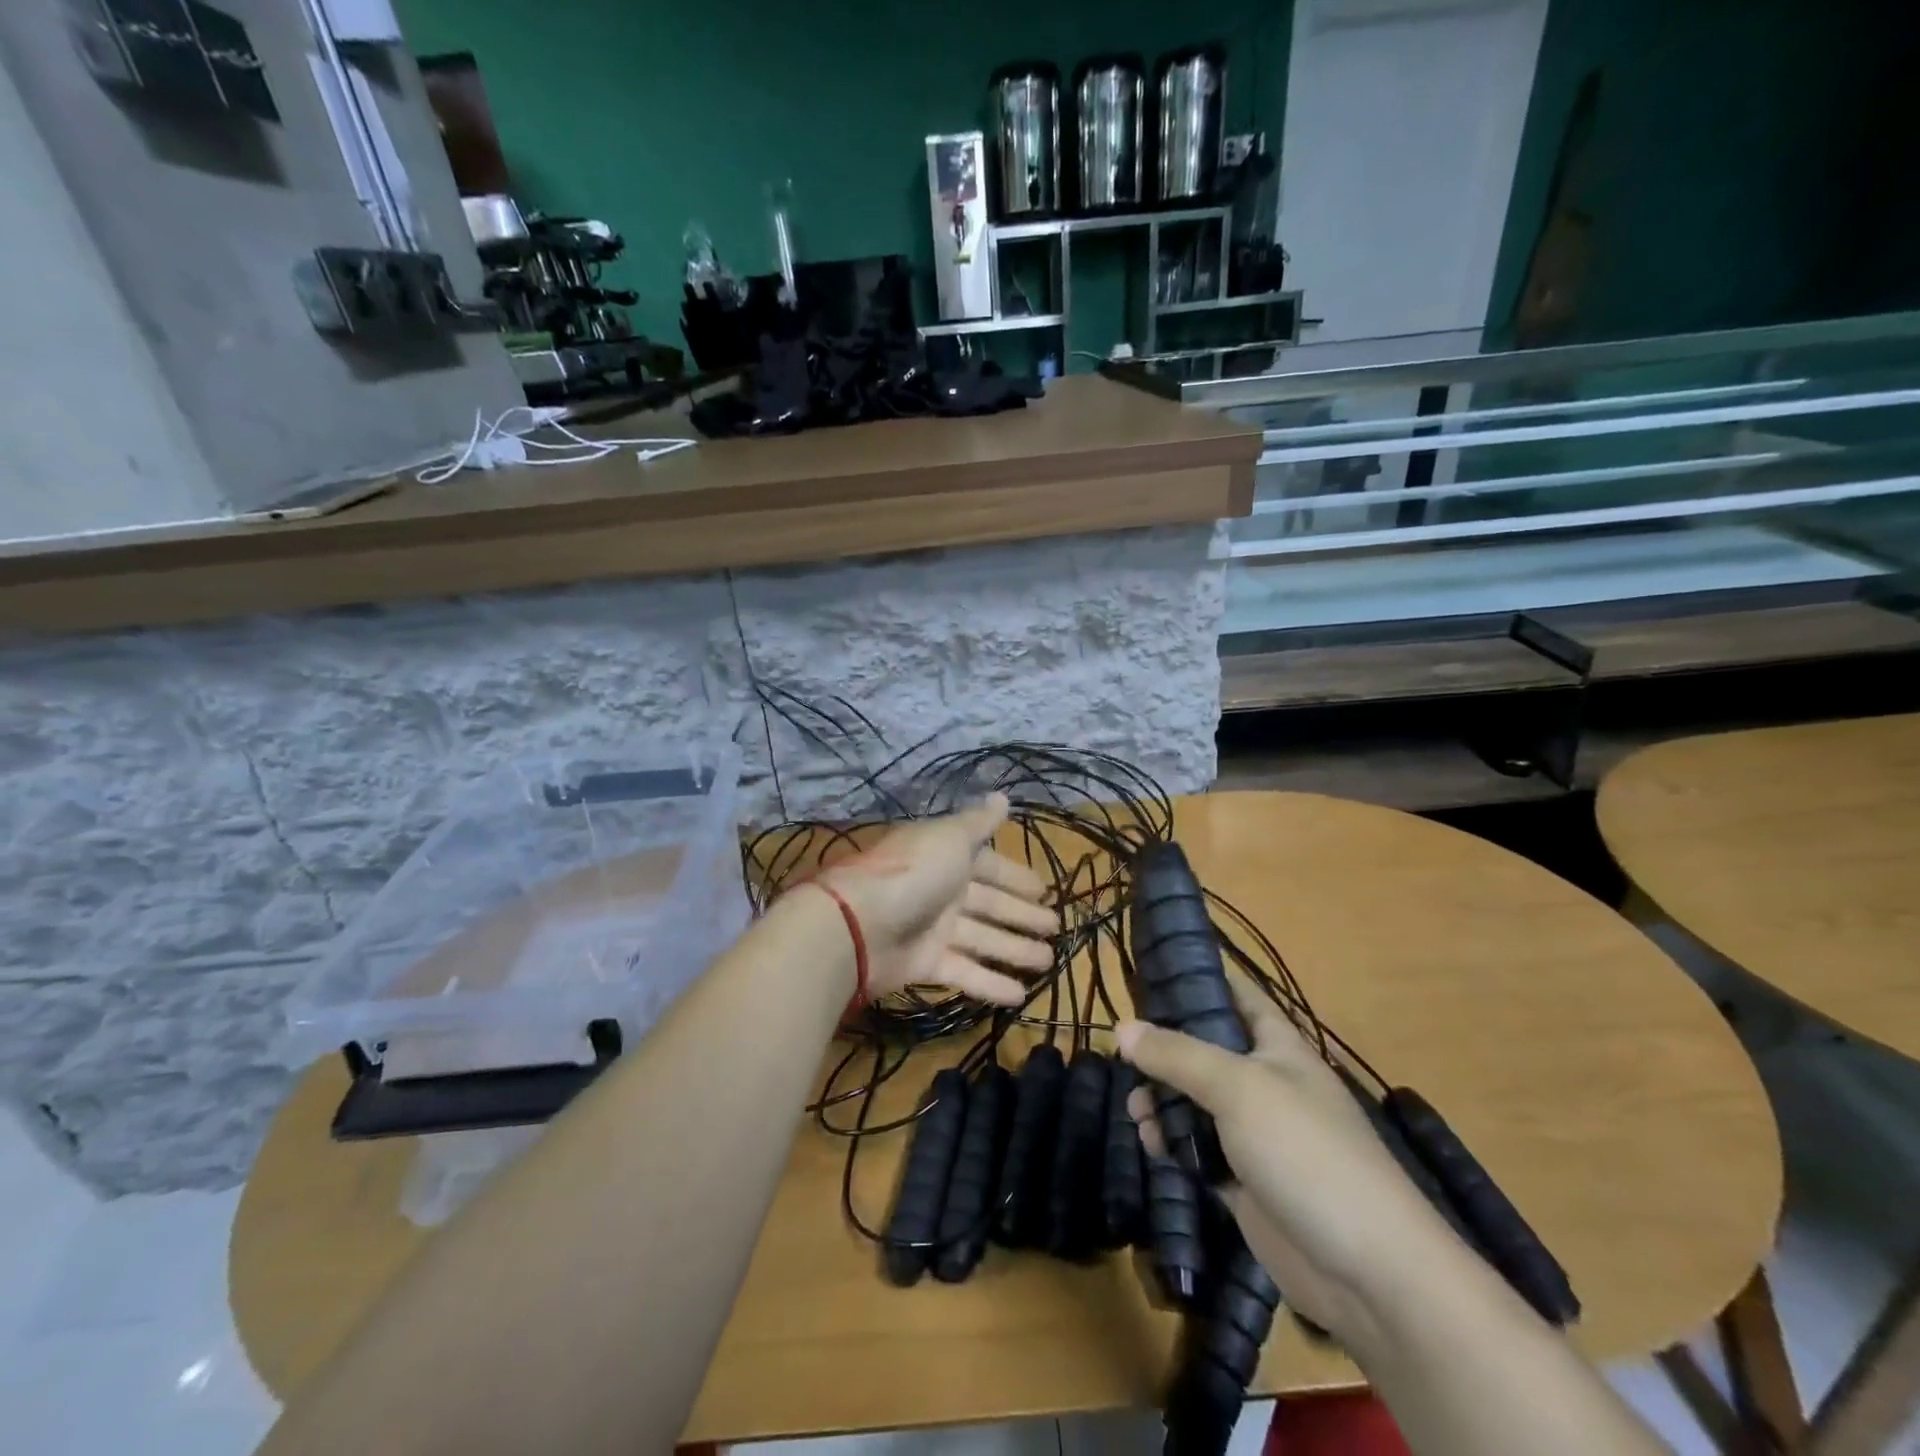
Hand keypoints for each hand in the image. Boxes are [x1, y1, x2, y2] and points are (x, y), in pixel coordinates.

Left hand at [816, 794, 1056, 1004]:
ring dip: (1015, 950)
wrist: (857, 924)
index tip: (1044, 891)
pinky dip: (991, 984)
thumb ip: (979, 821)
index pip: (990, 866)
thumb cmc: (912, 873)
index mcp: (948, 858)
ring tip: (1048, 962)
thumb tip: (1003, 795)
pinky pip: (965, 972)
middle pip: (990, 904)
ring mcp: (933, 929)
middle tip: (1055, 928)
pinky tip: (1021, 996)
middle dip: (1022, 915)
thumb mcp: (950, 838)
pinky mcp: (925, 963)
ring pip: (983, 939)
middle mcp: (942, 890)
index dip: (1016, 878)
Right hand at [1117, 976, 1466, 1353]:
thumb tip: (1121, 1028)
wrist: (1367, 1272)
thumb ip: (1177, 1054)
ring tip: (1135, 1109)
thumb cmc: (1306, 1152)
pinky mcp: (1244, 1182)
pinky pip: (1197, 1150)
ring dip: (1161, 1100)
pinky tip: (1150, 1144)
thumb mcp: (1238, 1086)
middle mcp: (1266, 1083)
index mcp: (1279, 1047)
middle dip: (1163, 1049)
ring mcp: (1256, 1135)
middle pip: (1205, 1051)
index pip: (1237, 995)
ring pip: (1196, 1102)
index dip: (1199, 978)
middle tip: (1122, 1053)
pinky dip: (1172, 1144)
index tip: (1149, 971)